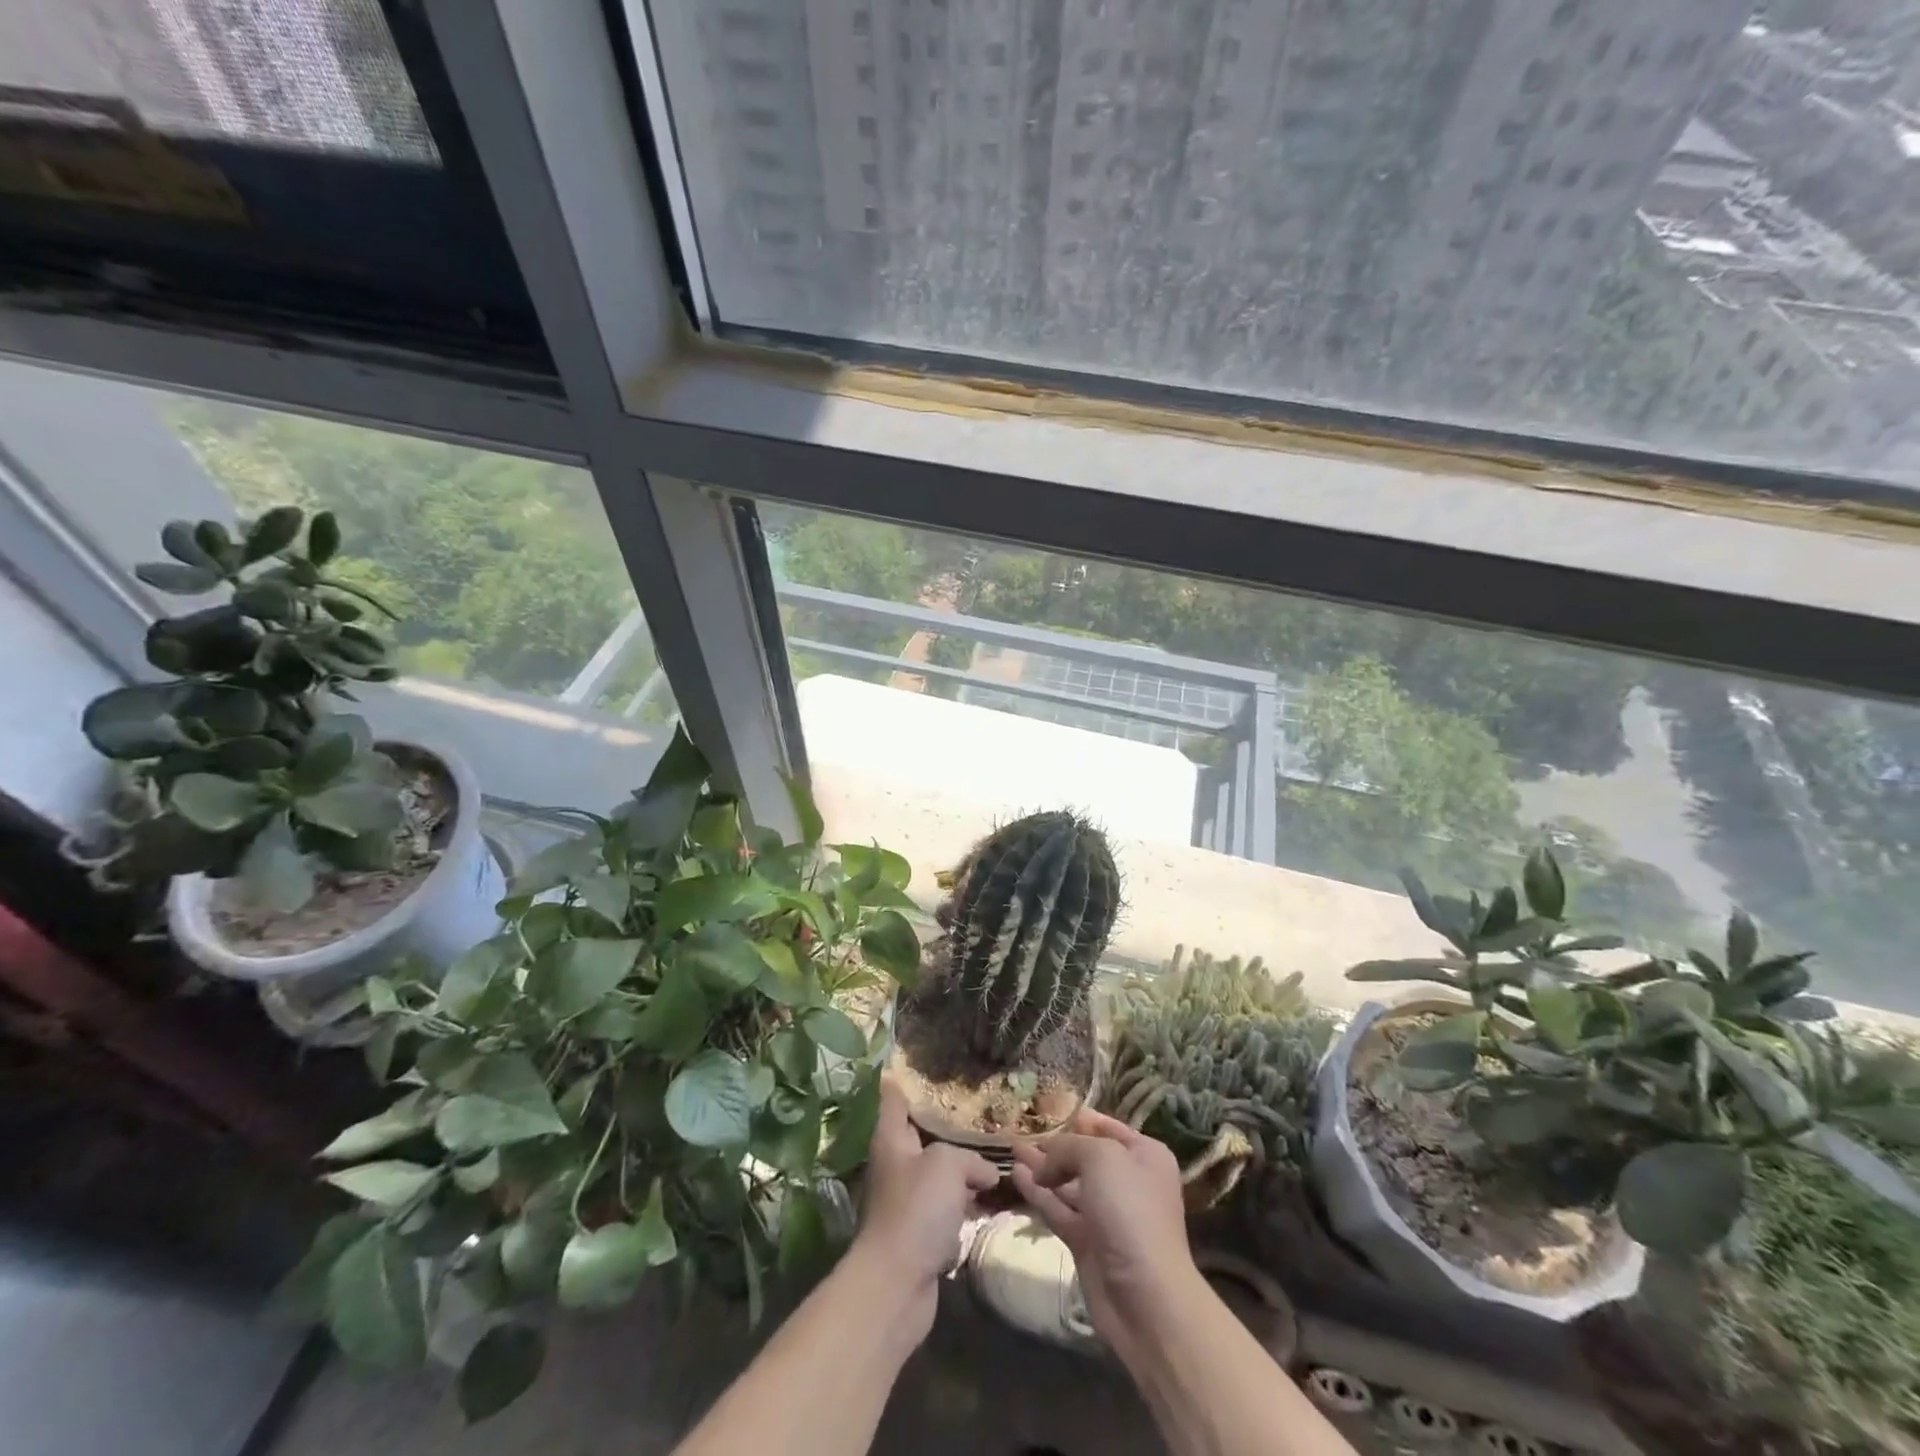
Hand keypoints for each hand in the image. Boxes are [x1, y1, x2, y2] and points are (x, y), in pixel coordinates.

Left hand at [850, 1077, 998, 1335]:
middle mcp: (895, 1164)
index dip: (908, 1078)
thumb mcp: (947, 1165)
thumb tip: (984, 1173)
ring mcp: (906, 1200)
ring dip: (963, 1170)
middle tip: (982, 1111)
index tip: (929, 1064)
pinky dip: (966, 1204)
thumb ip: (969, 1158)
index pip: (895, 1097)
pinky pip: (947, 1208)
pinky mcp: (920, 1233)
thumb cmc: (917, 1210)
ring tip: (996, 1154)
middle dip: (950, 1126)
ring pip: (939, 1173)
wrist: (897, 1285)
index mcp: (891, 1139)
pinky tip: (991, 1200)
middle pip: (922, 1135)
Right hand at [1010, 1109, 1201, 1365]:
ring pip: (1068, 1183)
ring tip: (1012, 1149)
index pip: (1107, 1127)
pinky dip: (1039, 1194)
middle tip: (1023, 1131)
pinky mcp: (1087, 1243)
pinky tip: (1017, 1176)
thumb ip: (1068, 1147)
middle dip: (1055, 1145)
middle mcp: (1128, 1181)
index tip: (1049, 1110)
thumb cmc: (1130, 1211)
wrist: (1146, 1298)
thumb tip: (1043, 1162)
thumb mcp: (1101, 1158)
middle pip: (1085, 1156)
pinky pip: (1059, 1209)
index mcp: (1144, 1156)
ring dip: (1042, 1167)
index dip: (1079, 1120)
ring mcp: (1107, 1215)